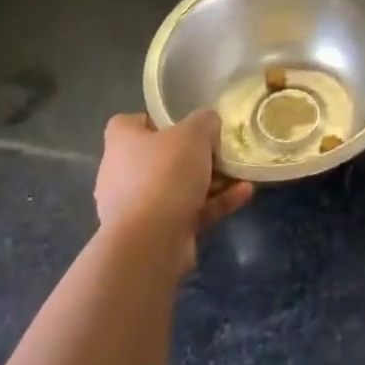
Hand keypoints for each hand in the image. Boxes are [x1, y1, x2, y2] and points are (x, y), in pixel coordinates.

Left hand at [95, 111, 252, 269]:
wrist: (150, 245)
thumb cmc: (165, 174)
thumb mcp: (194, 133)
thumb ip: (205, 121)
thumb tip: (209, 123)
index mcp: (121, 143)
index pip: (131, 122)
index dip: (156, 119)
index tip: (183, 121)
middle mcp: (122, 174)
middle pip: (161, 156)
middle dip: (193, 155)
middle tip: (219, 150)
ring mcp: (137, 208)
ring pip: (177, 187)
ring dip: (211, 181)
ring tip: (241, 174)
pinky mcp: (155, 235)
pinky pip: (187, 211)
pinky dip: (213, 204)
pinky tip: (243, 195)